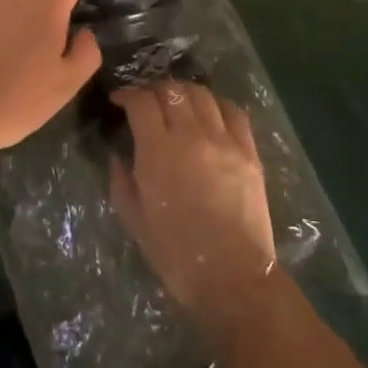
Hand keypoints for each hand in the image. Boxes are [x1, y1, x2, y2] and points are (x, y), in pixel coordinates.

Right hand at [110, 81, 277, 334]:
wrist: (232, 277)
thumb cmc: (175, 253)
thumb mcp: (133, 218)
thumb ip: (121, 179)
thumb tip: (119, 155)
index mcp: (158, 150)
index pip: (142, 101)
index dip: (127, 94)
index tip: (120, 101)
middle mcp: (192, 135)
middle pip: (172, 90)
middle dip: (154, 89)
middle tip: (146, 101)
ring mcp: (225, 141)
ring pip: (202, 94)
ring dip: (184, 92)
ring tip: (177, 103)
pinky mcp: (249, 151)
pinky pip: (234, 112)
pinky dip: (217, 104)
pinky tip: (210, 113)